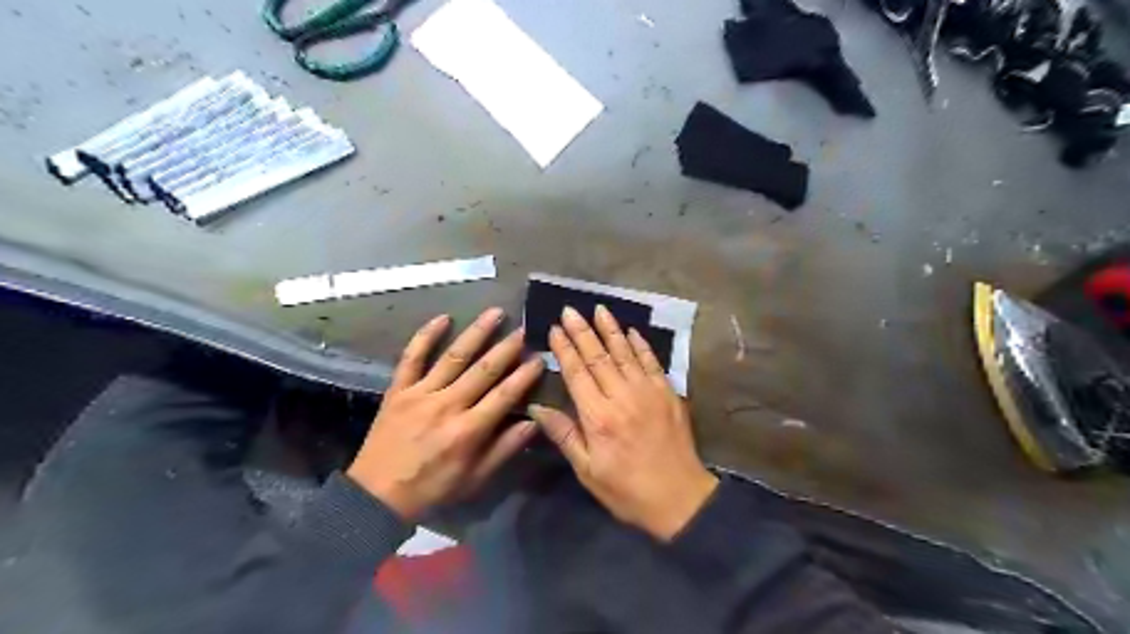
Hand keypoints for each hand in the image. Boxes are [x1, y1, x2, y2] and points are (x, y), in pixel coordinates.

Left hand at [351, 310, 544, 523]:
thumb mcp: (475, 479)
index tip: (539, 357)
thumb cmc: (432, 489)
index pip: (505, 394)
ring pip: (454, 357)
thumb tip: (534, 421)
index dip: (525, 375)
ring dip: (477, 332)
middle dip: (507, 347)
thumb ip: (505, 449)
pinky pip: (412, 357)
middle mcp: (447, 405)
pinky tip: (443, 318)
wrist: (376, 496)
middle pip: (483, 370)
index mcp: (468, 430)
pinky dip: (426, 336)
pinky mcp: (398, 389)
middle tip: (524, 328)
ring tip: (495, 313)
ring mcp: (420, 393)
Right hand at [527, 305, 714, 540]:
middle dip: (582, 331)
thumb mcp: (587, 470)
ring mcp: (649, 391)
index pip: (576, 373)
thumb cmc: (627, 490)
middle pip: (598, 356)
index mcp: (598, 417)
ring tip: (598, 309)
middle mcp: (622, 396)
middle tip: (570, 310)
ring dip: (610, 329)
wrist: (679, 498)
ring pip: (625, 352)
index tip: (553, 328)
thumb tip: (537, 407)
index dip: (564, 348)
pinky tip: (631, 331)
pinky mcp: (668, 393)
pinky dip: (640, 344)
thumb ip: (564, 435)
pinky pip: (652, 361)